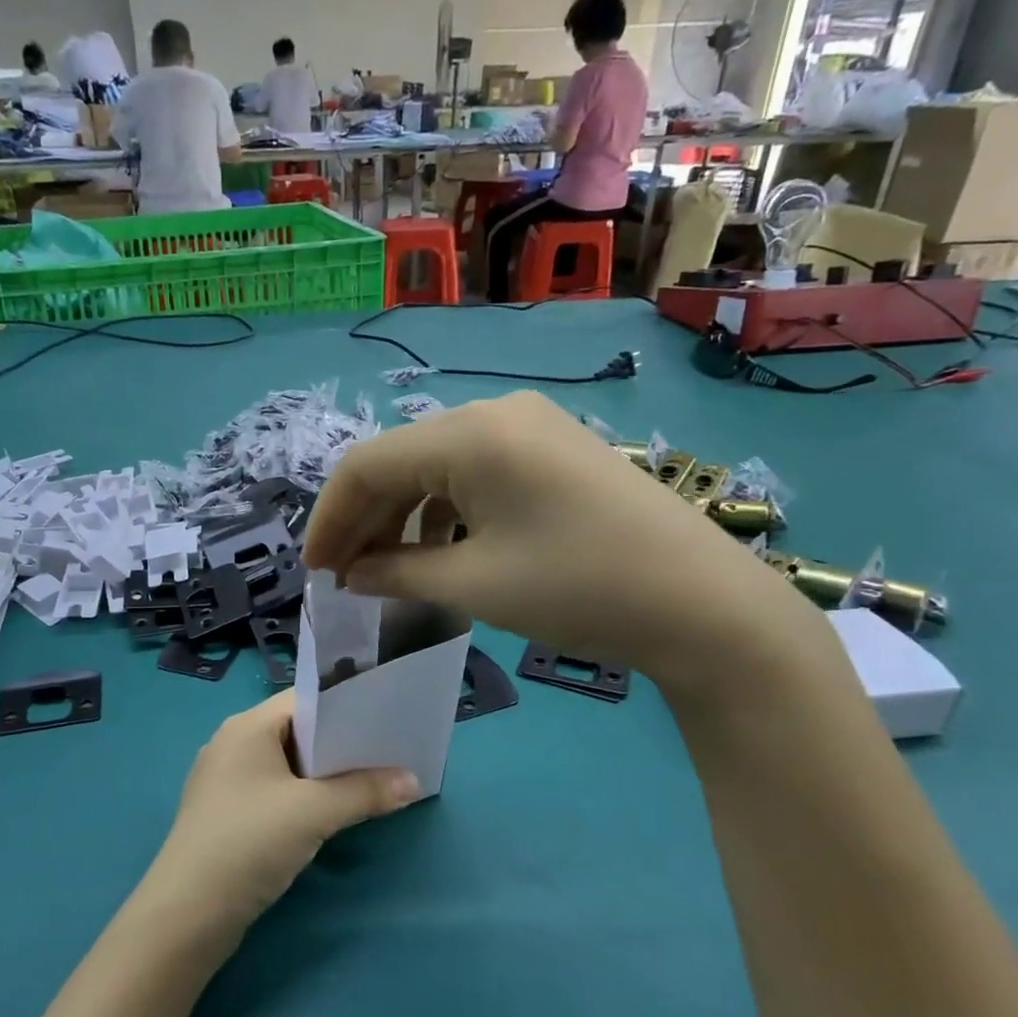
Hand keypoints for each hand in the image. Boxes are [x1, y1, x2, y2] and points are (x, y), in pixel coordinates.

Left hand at [141, 693, 420, 935]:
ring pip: (287, 764)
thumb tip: (413, 781)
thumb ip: (365, 792)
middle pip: (297, 731)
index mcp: (248, 726)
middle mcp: (233, 743)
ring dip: (325, 773)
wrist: (187, 914)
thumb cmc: (249, 842)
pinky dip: (304, 795)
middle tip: (388, 750)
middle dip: (342, 742)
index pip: (305, 700)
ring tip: (371, 779)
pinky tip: (331, 811)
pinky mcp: (227, 813)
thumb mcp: (314, 813)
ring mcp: (227, 780)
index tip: (387, 718)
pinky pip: (275, 790)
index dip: (347, 706)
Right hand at [302, 391, 823, 696]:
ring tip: (389, 571)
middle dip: (365, 519)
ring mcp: (530, 426)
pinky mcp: (553, 449)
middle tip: (345, 577)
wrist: (703, 604)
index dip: (330, 519)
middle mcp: (494, 413)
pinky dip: (445, 511)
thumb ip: (396, 573)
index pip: (366, 465)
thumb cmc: (578, 589)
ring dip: (403, 516)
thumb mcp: (473, 585)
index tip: (314, 572)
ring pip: (436, 466)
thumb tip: (351, 575)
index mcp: (469, 434)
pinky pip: (476, 472)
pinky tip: (444, 551)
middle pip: (400, 460)